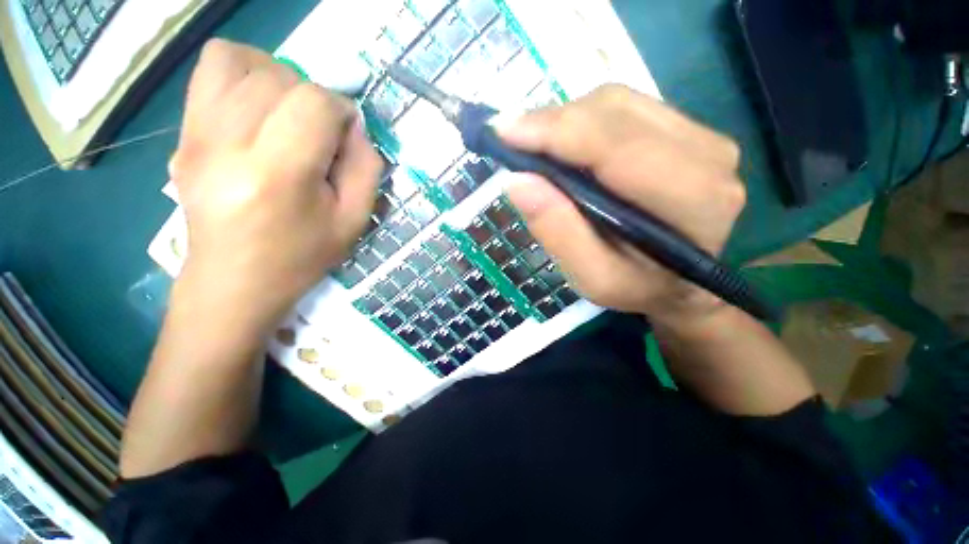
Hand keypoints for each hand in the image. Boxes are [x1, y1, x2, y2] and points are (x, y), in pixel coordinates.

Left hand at [168, 39, 382, 333]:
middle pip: (280, 78)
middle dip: (314, 97)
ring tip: (290, 114)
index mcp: (278, 176)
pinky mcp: (184, 133)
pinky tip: (259, 104)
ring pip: (242, 61)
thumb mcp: (354, 220)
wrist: (235, 280)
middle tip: (321, 133)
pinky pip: (210, 69)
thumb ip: (366, 167)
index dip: (341, 110)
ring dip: (280, 78)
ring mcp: (197, 135)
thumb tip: (353, 124)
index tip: (347, 135)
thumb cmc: (302, 256)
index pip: (314, 103)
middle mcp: (228, 145)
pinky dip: (243, 71)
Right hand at [499, 85, 744, 330]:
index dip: (555, 131)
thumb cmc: (635, 287)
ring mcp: (702, 135)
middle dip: (553, 123)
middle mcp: (708, 155)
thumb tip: (517, 180)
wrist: (679, 282)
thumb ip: (558, 233)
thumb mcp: (592, 279)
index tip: (503, 131)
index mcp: (691, 201)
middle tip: (512, 141)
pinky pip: (625, 108)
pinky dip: (584, 121)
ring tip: (539, 149)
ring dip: (567, 121)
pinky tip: (568, 147)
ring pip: (618, 102)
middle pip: (615, 112)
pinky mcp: (688, 128)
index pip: (615, 146)